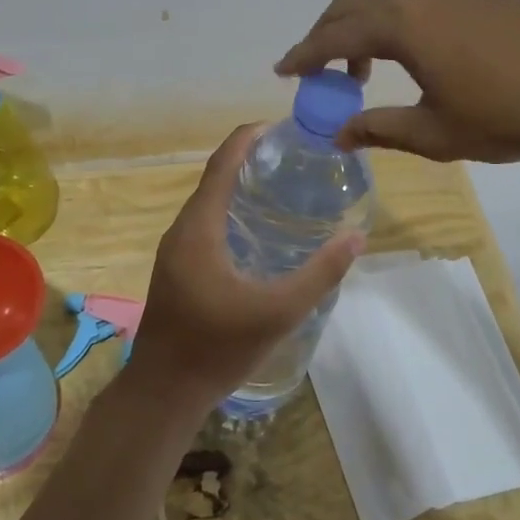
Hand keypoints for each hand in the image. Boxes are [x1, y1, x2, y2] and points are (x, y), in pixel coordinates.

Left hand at [125, 125, 363, 412]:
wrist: (162, 393)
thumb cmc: (216, 348)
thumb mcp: (277, 312)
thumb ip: (319, 274)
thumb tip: (356, 237)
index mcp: (198, 228)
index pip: (222, 163)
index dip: (248, 138)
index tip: (281, 127)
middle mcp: (181, 230)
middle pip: (214, 178)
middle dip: (249, 159)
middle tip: (293, 158)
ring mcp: (175, 251)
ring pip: (208, 203)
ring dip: (238, 186)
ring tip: (281, 186)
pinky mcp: (176, 270)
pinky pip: (204, 224)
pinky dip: (230, 211)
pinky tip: (256, 230)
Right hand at [276, 0, 519, 167]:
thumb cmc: (508, 112)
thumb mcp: (436, 133)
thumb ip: (380, 129)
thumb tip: (337, 134)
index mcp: (402, 24)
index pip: (334, 33)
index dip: (304, 54)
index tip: (283, 72)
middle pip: (354, 4)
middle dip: (327, 34)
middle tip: (318, 71)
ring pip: (389, 1)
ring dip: (363, 30)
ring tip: (365, 72)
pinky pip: (419, 4)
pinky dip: (396, 26)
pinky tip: (416, 60)